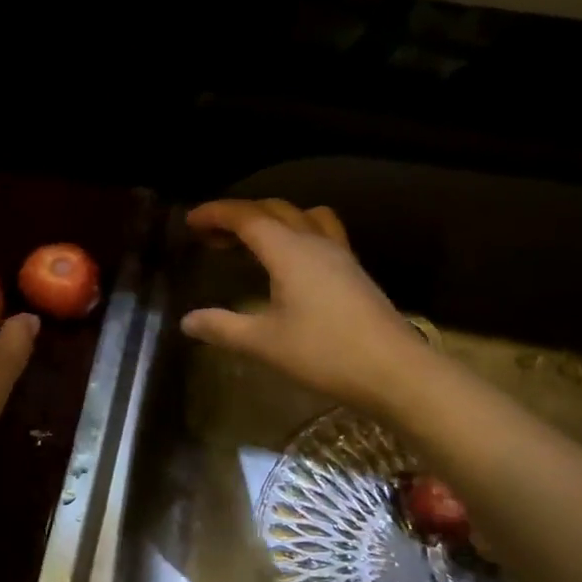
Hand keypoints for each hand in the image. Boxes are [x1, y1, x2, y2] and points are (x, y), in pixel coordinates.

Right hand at [180, 199, 423, 415]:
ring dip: (273, 219)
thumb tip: (187, 320)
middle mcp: (315, 242)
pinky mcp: (354, 272)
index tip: (190, 220)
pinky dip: (296, 233)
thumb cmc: (324, 353)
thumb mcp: (264, 343)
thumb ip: (223, 327)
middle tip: (212, 234)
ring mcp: (340, 255)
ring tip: (252, 241)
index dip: (216, 213)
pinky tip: (291, 263)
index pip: (247, 217)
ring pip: (302, 217)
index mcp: (289, 251)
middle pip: (274, 210)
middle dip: (239, 215)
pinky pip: (321, 234)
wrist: (394, 370)